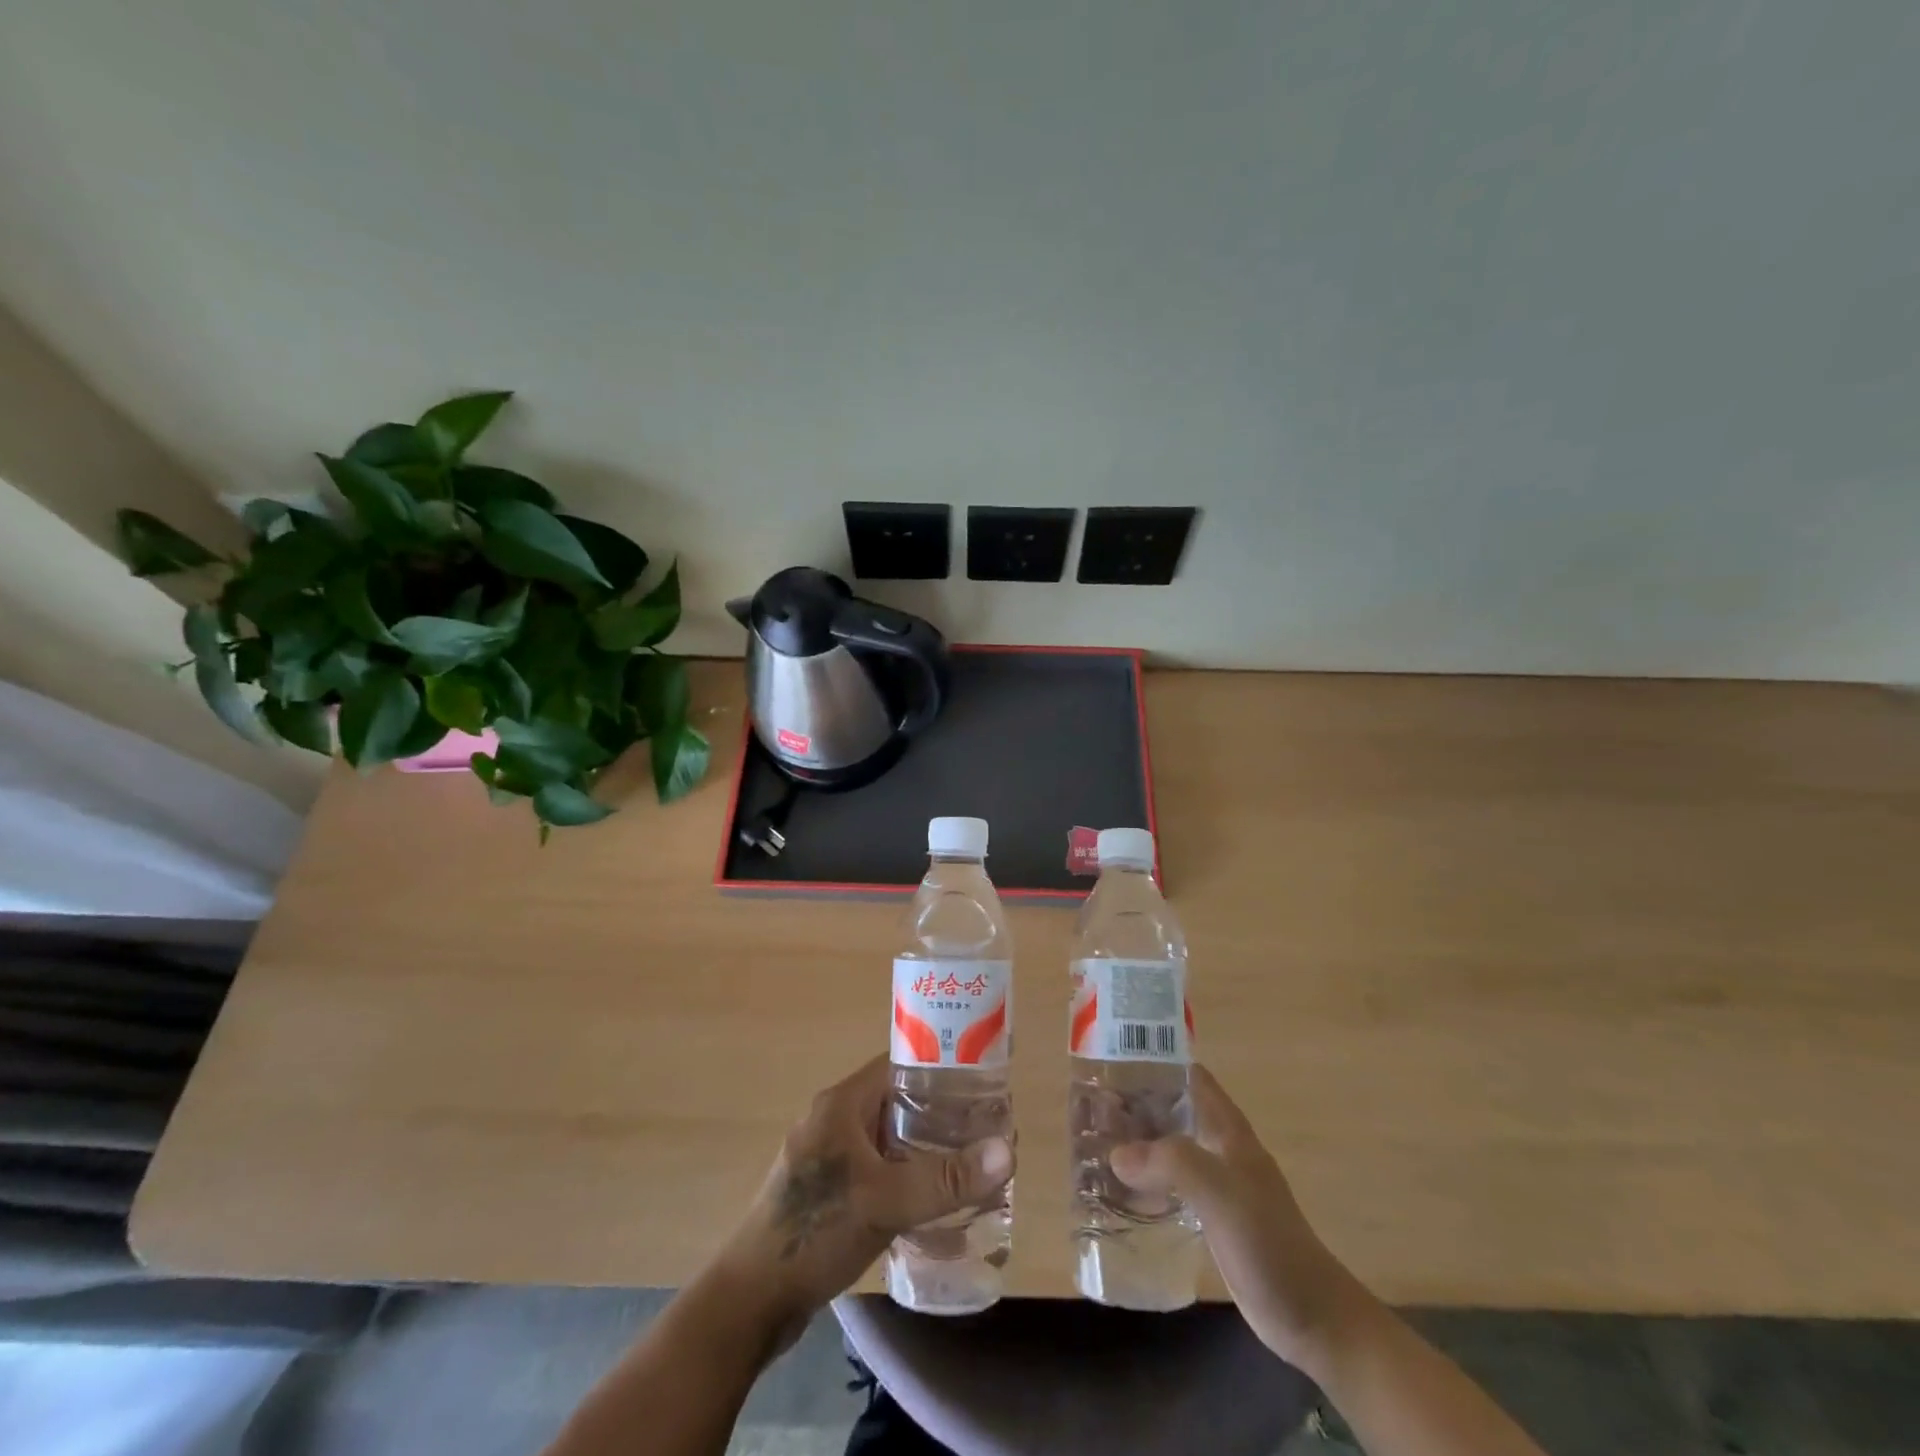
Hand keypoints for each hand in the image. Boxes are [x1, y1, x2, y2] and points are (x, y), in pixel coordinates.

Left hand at [715, 1055, 1013, 1347]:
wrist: (751, 1301)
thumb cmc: (816, 1231)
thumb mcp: (887, 1201)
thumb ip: (946, 1178)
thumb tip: (1007, 1149)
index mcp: (841, 1103)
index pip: (899, 1065)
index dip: (939, 1068)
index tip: (980, 1084)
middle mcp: (833, 1120)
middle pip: (896, 1102)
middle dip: (939, 1114)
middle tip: (982, 1131)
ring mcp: (826, 1157)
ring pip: (886, 1139)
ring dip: (922, 1149)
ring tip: (966, 1165)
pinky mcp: (825, 1191)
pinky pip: (875, 1169)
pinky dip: (902, 1176)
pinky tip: (929, 1201)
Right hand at [1111, 1064, 1366, 1370]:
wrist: (1311, 1317)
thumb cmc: (1269, 1243)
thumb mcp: (1221, 1192)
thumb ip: (1172, 1163)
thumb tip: (1117, 1153)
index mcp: (1227, 1129)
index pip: (1189, 1076)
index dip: (1154, 1062)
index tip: (1112, 1061)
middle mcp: (1220, 1147)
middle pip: (1173, 1110)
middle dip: (1135, 1104)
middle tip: (1091, 1107)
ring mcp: (1218, 1184)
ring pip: (1170, 1147)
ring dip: (1137, 1142)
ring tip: (1094, 1142)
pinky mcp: (1212, 1217)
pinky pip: (1171, 1184)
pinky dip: (1146, 1179)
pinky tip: (1120, 1190)